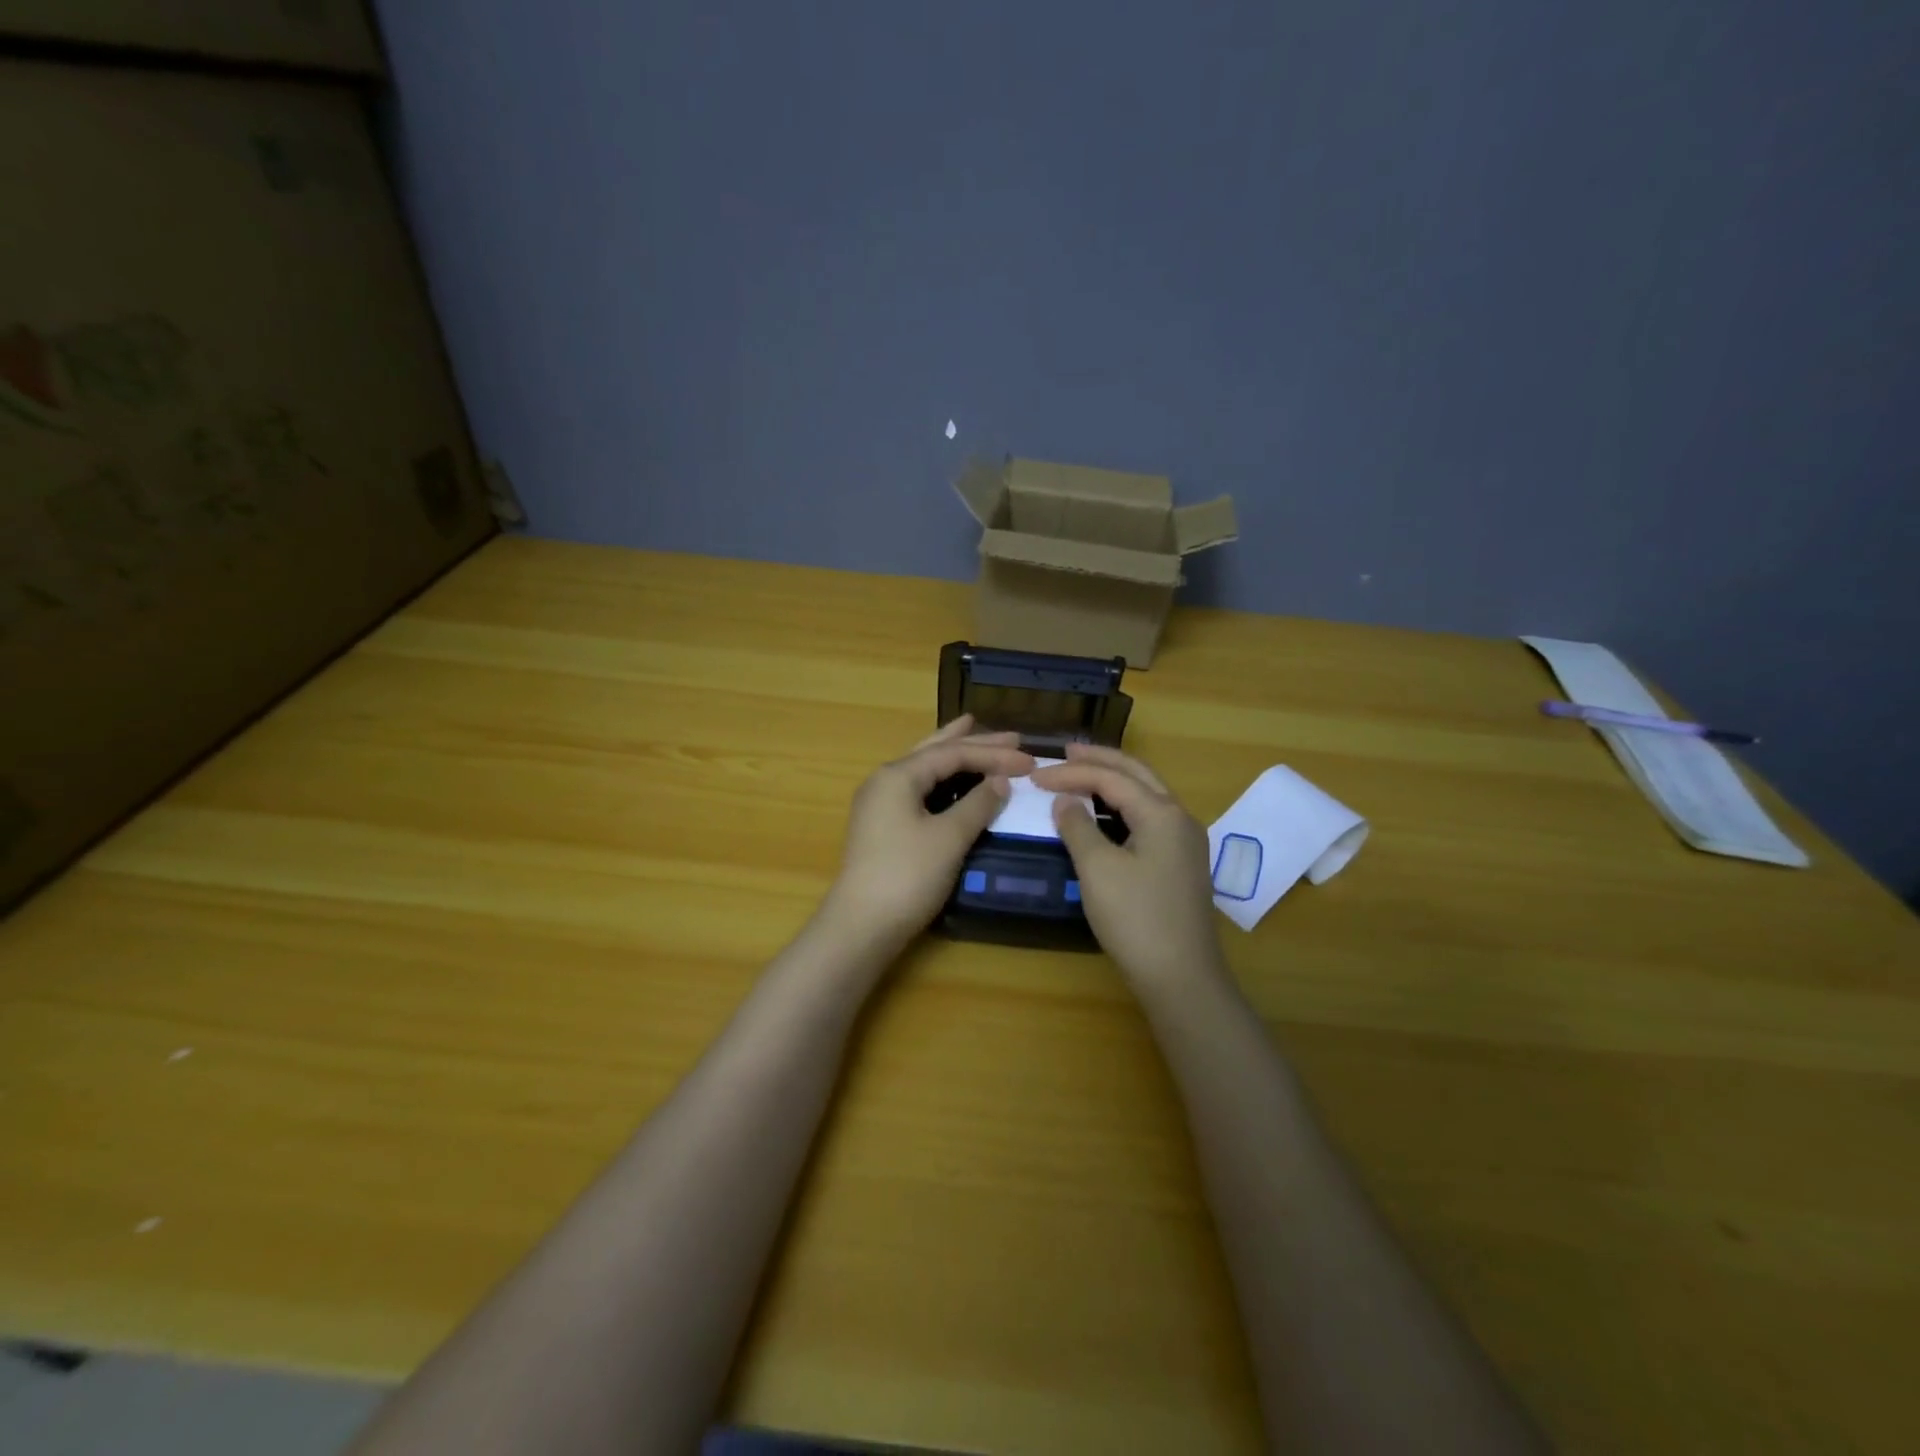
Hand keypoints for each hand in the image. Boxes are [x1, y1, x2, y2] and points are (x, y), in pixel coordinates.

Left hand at [821, 715, 1033, 956]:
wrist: (862, 926)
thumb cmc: (907, 876)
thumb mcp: (949, 838)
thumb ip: (977, 804)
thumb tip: (1000, 781)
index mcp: (898, 776)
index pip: (953, 754)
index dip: (994, 755)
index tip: (1030, 760)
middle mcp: (885, 781)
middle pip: (935, 752)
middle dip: (973, 742)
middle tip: (1010, 735)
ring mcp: (880, 804)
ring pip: (924, 769)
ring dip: (954, 756)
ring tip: (975, 737)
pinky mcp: (883, 826)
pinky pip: (919, 790)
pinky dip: (943, 781)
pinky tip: (955, 782)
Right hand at [1031, 745, 1225, 991]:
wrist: (1181, 977)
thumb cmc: (1136, 919)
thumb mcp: (1098, 870)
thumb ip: (1078, 827)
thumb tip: (1065, 801)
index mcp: (1162, 813)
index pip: (1111, 778)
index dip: (1071, 773)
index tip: (1035, 777)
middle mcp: (1180, 818)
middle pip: (1137, 774)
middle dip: (1100, 760)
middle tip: (1065, 752)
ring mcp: (1185, 842)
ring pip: (1147, 794)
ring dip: (1114, 780)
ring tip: (1082, 774)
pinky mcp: (1181, 863)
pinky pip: (1149, 818)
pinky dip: (1123, 805)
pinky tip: (1105, 813)